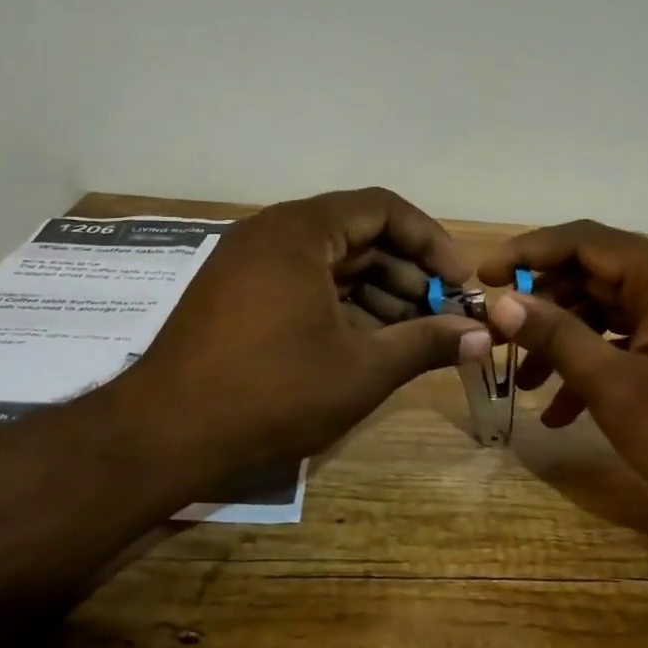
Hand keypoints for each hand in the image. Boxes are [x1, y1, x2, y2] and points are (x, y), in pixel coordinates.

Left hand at [118, 189, 485, 477]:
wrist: (163, 437)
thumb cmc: (272, 393)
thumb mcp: (362, 369)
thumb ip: (427, 343)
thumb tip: (484, 336)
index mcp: (301, 232)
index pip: (383, 210)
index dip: (431, 242)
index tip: (459, 283)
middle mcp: (272, 234)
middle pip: (358, 236)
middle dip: (408, 275)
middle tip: (443, 316)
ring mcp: (249, 265)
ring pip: (332, 264)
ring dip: (379, 294)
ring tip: (414, 337)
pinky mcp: (237, 297)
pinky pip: (304, 285)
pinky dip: (342, 307)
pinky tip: (369, 344)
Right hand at [479, 221, 647, 534]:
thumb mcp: (616, 388)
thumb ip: (558, 337)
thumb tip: (504, 302)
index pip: (583, 240)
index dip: (528, 252)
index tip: (484, 277)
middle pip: (595, 275)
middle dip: (545, 307)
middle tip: (504, 338)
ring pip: (611, 311)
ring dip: (568, 342)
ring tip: (529, 385)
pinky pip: (634, 339)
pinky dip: (600, 363)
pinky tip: (566, 412)